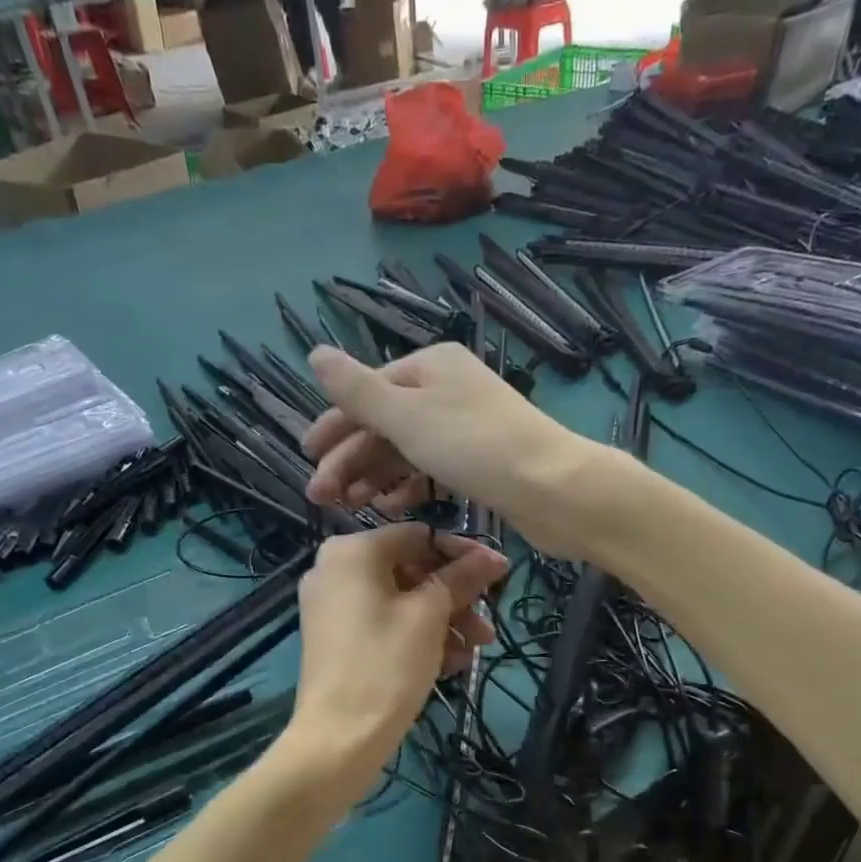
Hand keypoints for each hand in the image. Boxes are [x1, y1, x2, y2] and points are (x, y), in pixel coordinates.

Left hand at [285, 524, 506, 792]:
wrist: (338, 737)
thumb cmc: (386, 665)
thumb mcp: (430, 617)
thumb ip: (462, 578)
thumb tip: (495, 557)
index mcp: (352, 551)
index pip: (419, 536)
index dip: (462, 554)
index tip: (498, 576)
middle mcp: (335, 569)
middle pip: (410, 569)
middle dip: (454, 597)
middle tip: (486, 624)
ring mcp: (331, 605)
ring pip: (401, 600)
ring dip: (443, 621)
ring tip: (475, 650)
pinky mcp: (335, 637)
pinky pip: (383, 622)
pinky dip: (417, 636)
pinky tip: (451, 662)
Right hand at [303, 344, 600, 559]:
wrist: (553, 488)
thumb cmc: (475, 446)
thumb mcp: (407, 415)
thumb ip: (358, 390)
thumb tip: (315, 353)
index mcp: (430, 367)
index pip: (367, 394)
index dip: (334, 427)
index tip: (307, 459)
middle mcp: (446, 391)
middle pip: (383, 424)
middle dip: (349, 460)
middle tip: (320, 498)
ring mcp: (464, 427)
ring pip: (405, 450)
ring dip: (374, 477)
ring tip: (351, 508)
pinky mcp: (479, 462)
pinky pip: (430, 470)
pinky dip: (408, 487)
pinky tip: (392, 507)